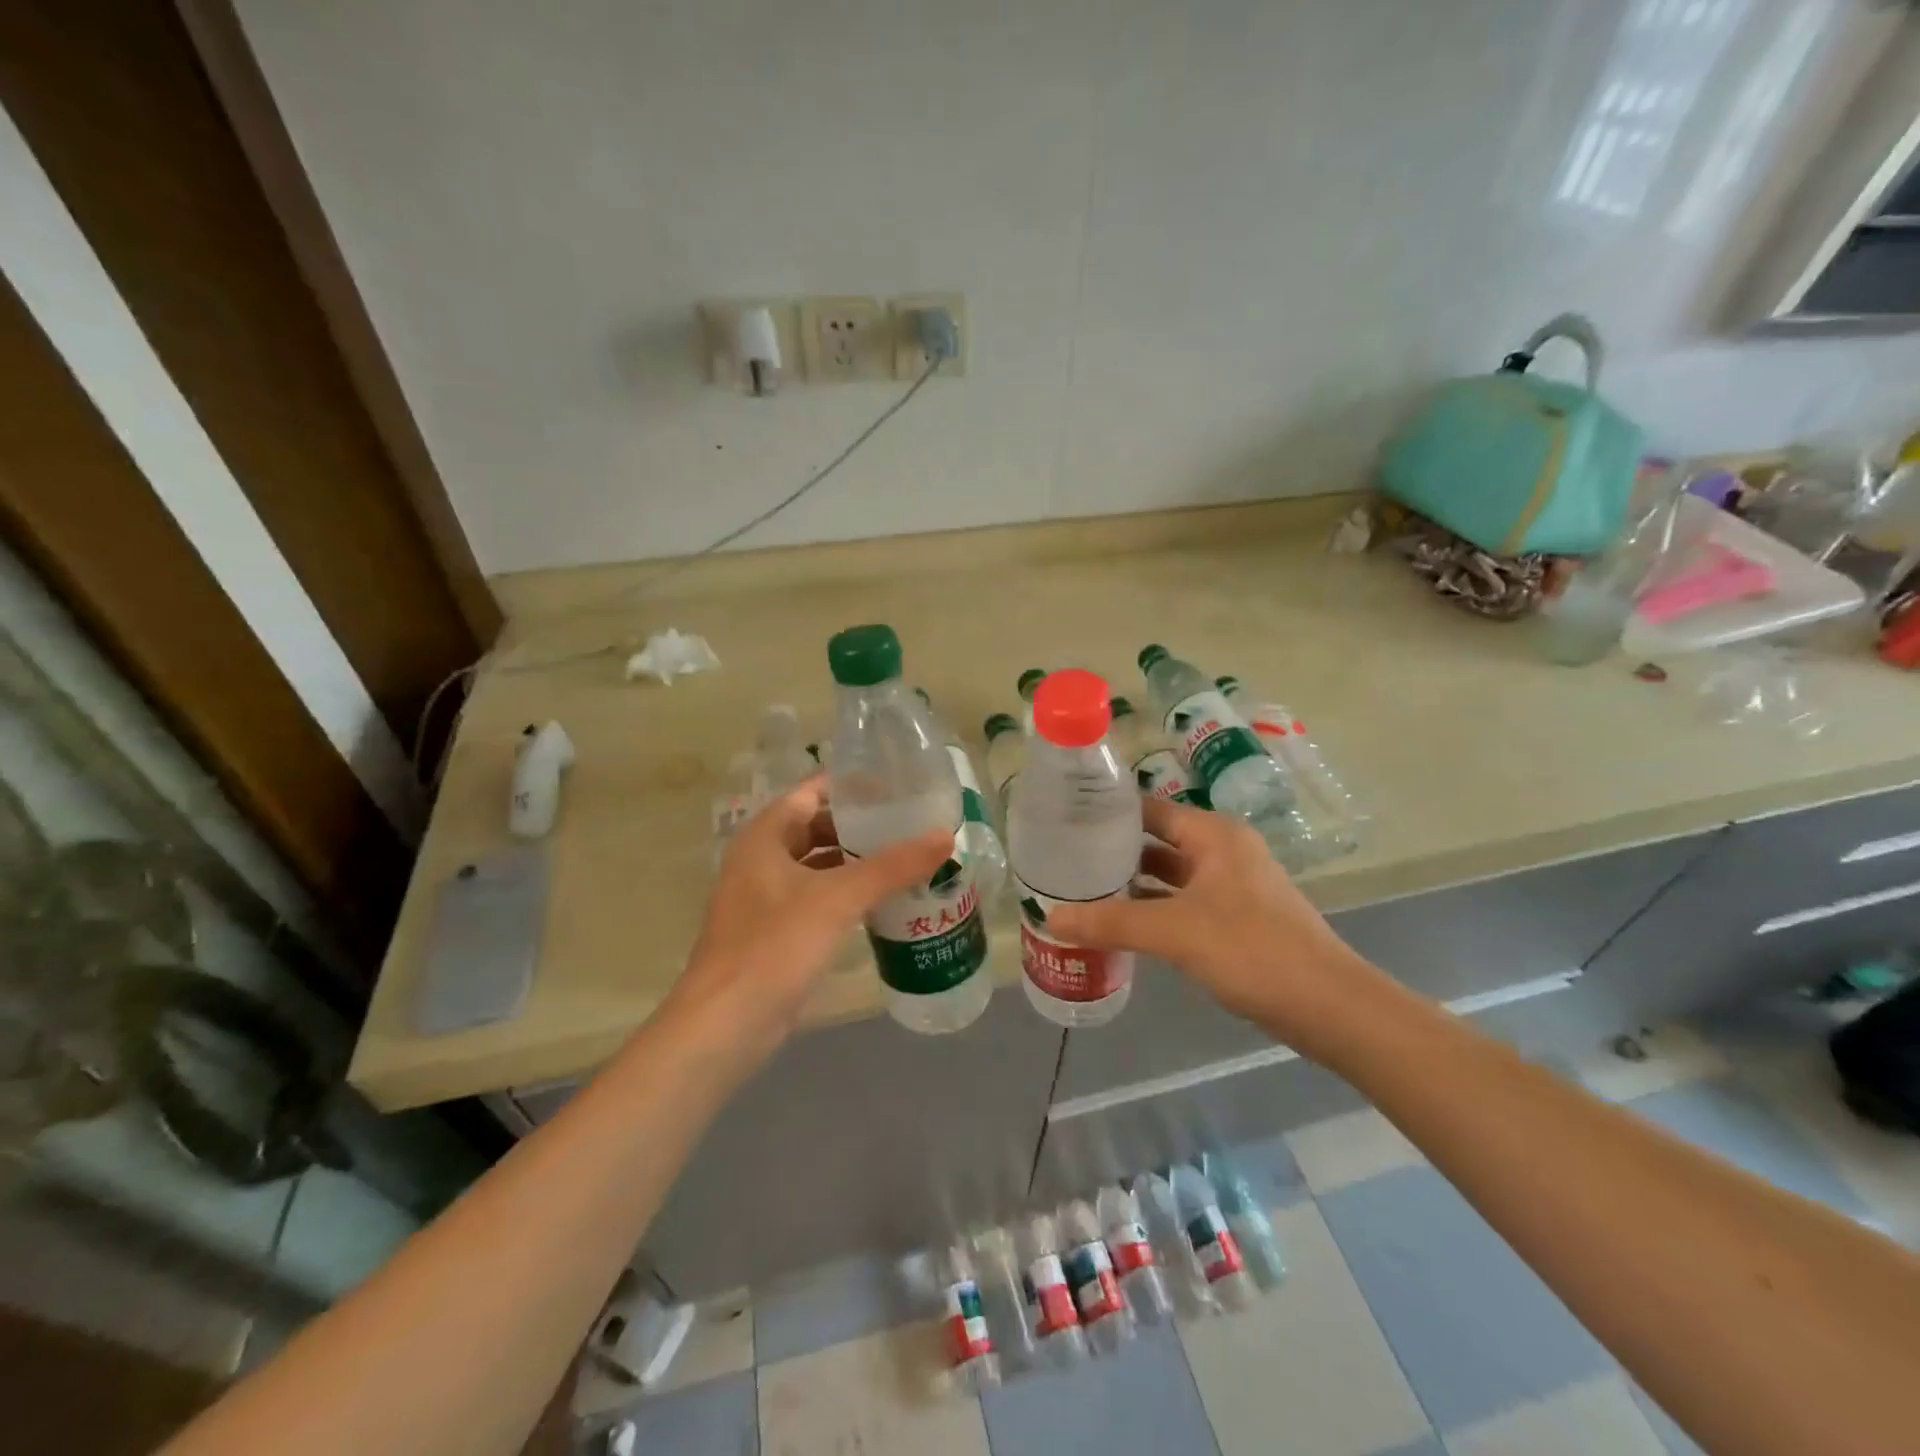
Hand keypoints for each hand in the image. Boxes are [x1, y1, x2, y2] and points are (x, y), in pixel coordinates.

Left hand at [663, 777, 950, 1064]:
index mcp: (764, 836)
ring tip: (906, 859)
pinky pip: (817, 900)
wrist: (725, 1026)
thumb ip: (893, 865)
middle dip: (860, 827)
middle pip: (816, 828)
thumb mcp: (838, 898)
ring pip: (818, 866)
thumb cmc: (775, 946)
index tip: (897, 784)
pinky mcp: (774, 934)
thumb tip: (945, 836)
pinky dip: (846, 895)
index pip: (812, 791)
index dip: (852, 785)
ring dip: (856, 863)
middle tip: (910, 824)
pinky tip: (882, 903)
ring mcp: (764, 899)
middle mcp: (760, 860)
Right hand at [1047, 796, 1384, 1057]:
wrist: (1330, 1007)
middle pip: (1157, 840)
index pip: (1149, 808)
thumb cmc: (1252, 950)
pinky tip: (1121, 924)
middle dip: (1114, 851)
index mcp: (1214, 834)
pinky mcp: (1237, 919)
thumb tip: (1050, 918)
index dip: (1108, 813)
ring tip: (1081, 890)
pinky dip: (1153, 908)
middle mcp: (1224, 850)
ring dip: (1132, 883)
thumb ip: (1111, 922)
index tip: (1063, 822)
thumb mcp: (1174, 932)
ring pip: (1170, 874)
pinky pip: (1183, 902)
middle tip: (1063, 860)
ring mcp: (1233, 886)